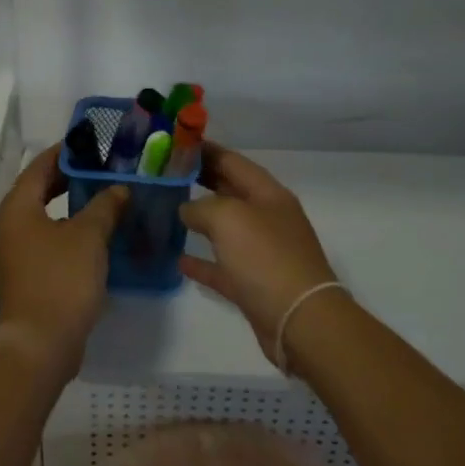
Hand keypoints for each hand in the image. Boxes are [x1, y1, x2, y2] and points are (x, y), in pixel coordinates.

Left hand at [0, 146, 128, 377]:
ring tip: (104, 200)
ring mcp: (14, 255)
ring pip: (44, 219)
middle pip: (38, 192)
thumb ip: (105, 206)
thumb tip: (118, 189)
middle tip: (103, 170)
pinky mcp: (25, 277)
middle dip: (69, 180)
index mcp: (17, 208)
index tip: (91, 144)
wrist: (40, 343)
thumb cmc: (61, 279)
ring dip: (71, 208)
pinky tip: (96, 237)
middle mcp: (9, 227)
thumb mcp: (89, 236)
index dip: (65, 153)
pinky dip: (68, 233)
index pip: (39, 167)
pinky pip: (47, 243)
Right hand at [179, 143, 341, 367]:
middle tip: (165, 174)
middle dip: (201, 180)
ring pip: (226, 228)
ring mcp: (262, 252)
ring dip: (200, 219)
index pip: (232, 161)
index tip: (174, 145)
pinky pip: (223, 266)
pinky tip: (179, 258)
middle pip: (229, 191)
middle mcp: (267, 218)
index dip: (205, 150)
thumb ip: (201, 206)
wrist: (299, 320)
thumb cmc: (266, 258)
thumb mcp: (228, 218)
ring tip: (168, 210)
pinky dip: (202, 261)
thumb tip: (187, 210)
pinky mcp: (254, 285)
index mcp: (268, 194)